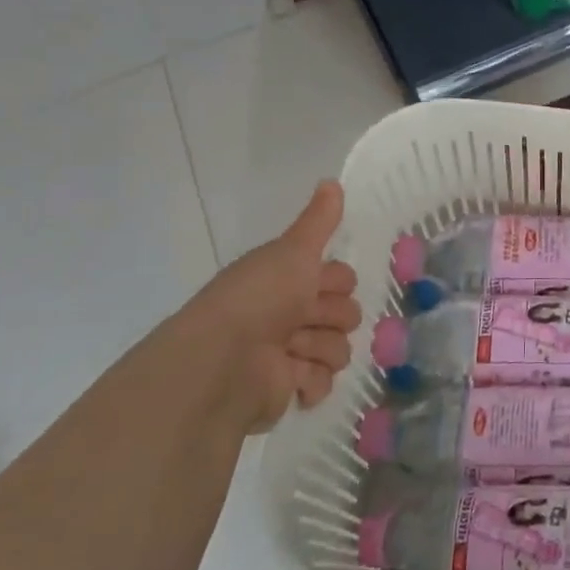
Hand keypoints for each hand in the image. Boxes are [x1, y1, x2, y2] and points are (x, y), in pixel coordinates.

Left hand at [176, 181, 362, 433]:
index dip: (336, 282)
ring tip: (291, 351)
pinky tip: (293, 378)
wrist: (223, 360)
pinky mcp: (289, 389)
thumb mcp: (292, 251)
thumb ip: (318, 221)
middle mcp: (290, 315)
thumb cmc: (259, 298)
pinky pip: (324, 383)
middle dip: (331, 317)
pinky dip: (312, 381)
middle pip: (346, 314)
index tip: (317, 286)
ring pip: (339, 348)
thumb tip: (332, 180)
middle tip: (303, 319)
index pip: (342, 279)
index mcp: (289, 282)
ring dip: (320, 348)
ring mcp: (290, 353)